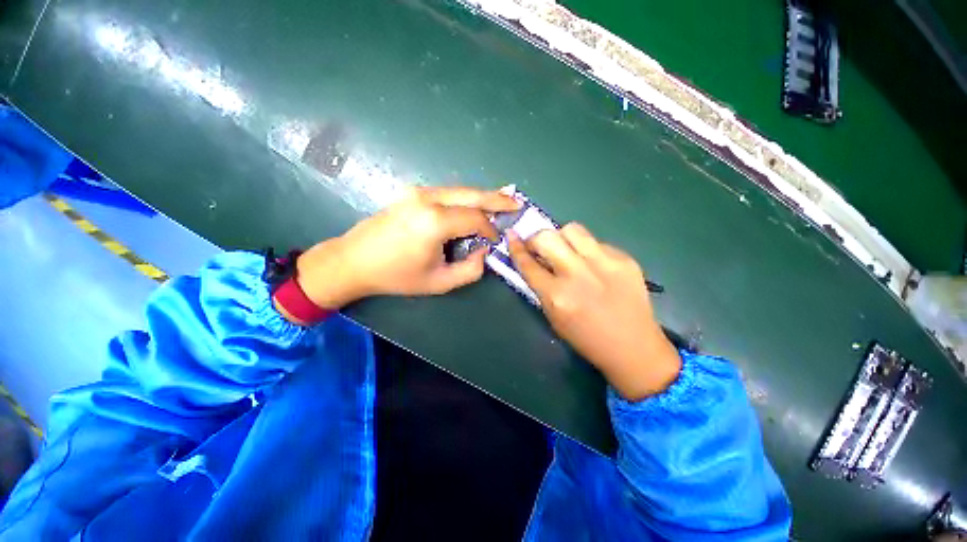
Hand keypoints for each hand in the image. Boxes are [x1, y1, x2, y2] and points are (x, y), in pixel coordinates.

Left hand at [291, 186, 519, 313]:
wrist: (353, 260)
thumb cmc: (396, 276)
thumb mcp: (439, 282)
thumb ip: (470, 270)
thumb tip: (484, 252)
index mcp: (434, 222)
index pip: (476, 218)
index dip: (491, 229)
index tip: (496, 241)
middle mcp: (428, 199)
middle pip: (472, 194)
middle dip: (497, 198)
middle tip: (516, 203)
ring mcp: (418, 192)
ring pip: (460, 190)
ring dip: (482, 197)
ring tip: (501, 202)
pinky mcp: (412, 193)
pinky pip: (447, 193)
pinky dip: (465, 198)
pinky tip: (474, 203)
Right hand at [507, 224, 680, 400]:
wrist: (633, 347)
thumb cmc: (586, 338)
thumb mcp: (553, 317)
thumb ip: (541, 288)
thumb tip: (533, 261)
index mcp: (557, 296)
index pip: (528, 263)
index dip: (516, 248)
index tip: (511, 236)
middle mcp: (578, 274)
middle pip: (547, 237)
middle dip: (536, 239)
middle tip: (539, 247)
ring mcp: (604, 263)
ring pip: (572, 229)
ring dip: (562, 237)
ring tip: (566, 250)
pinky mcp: (624, 259)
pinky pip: (596, 242)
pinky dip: (587, 249)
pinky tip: (593, 264)